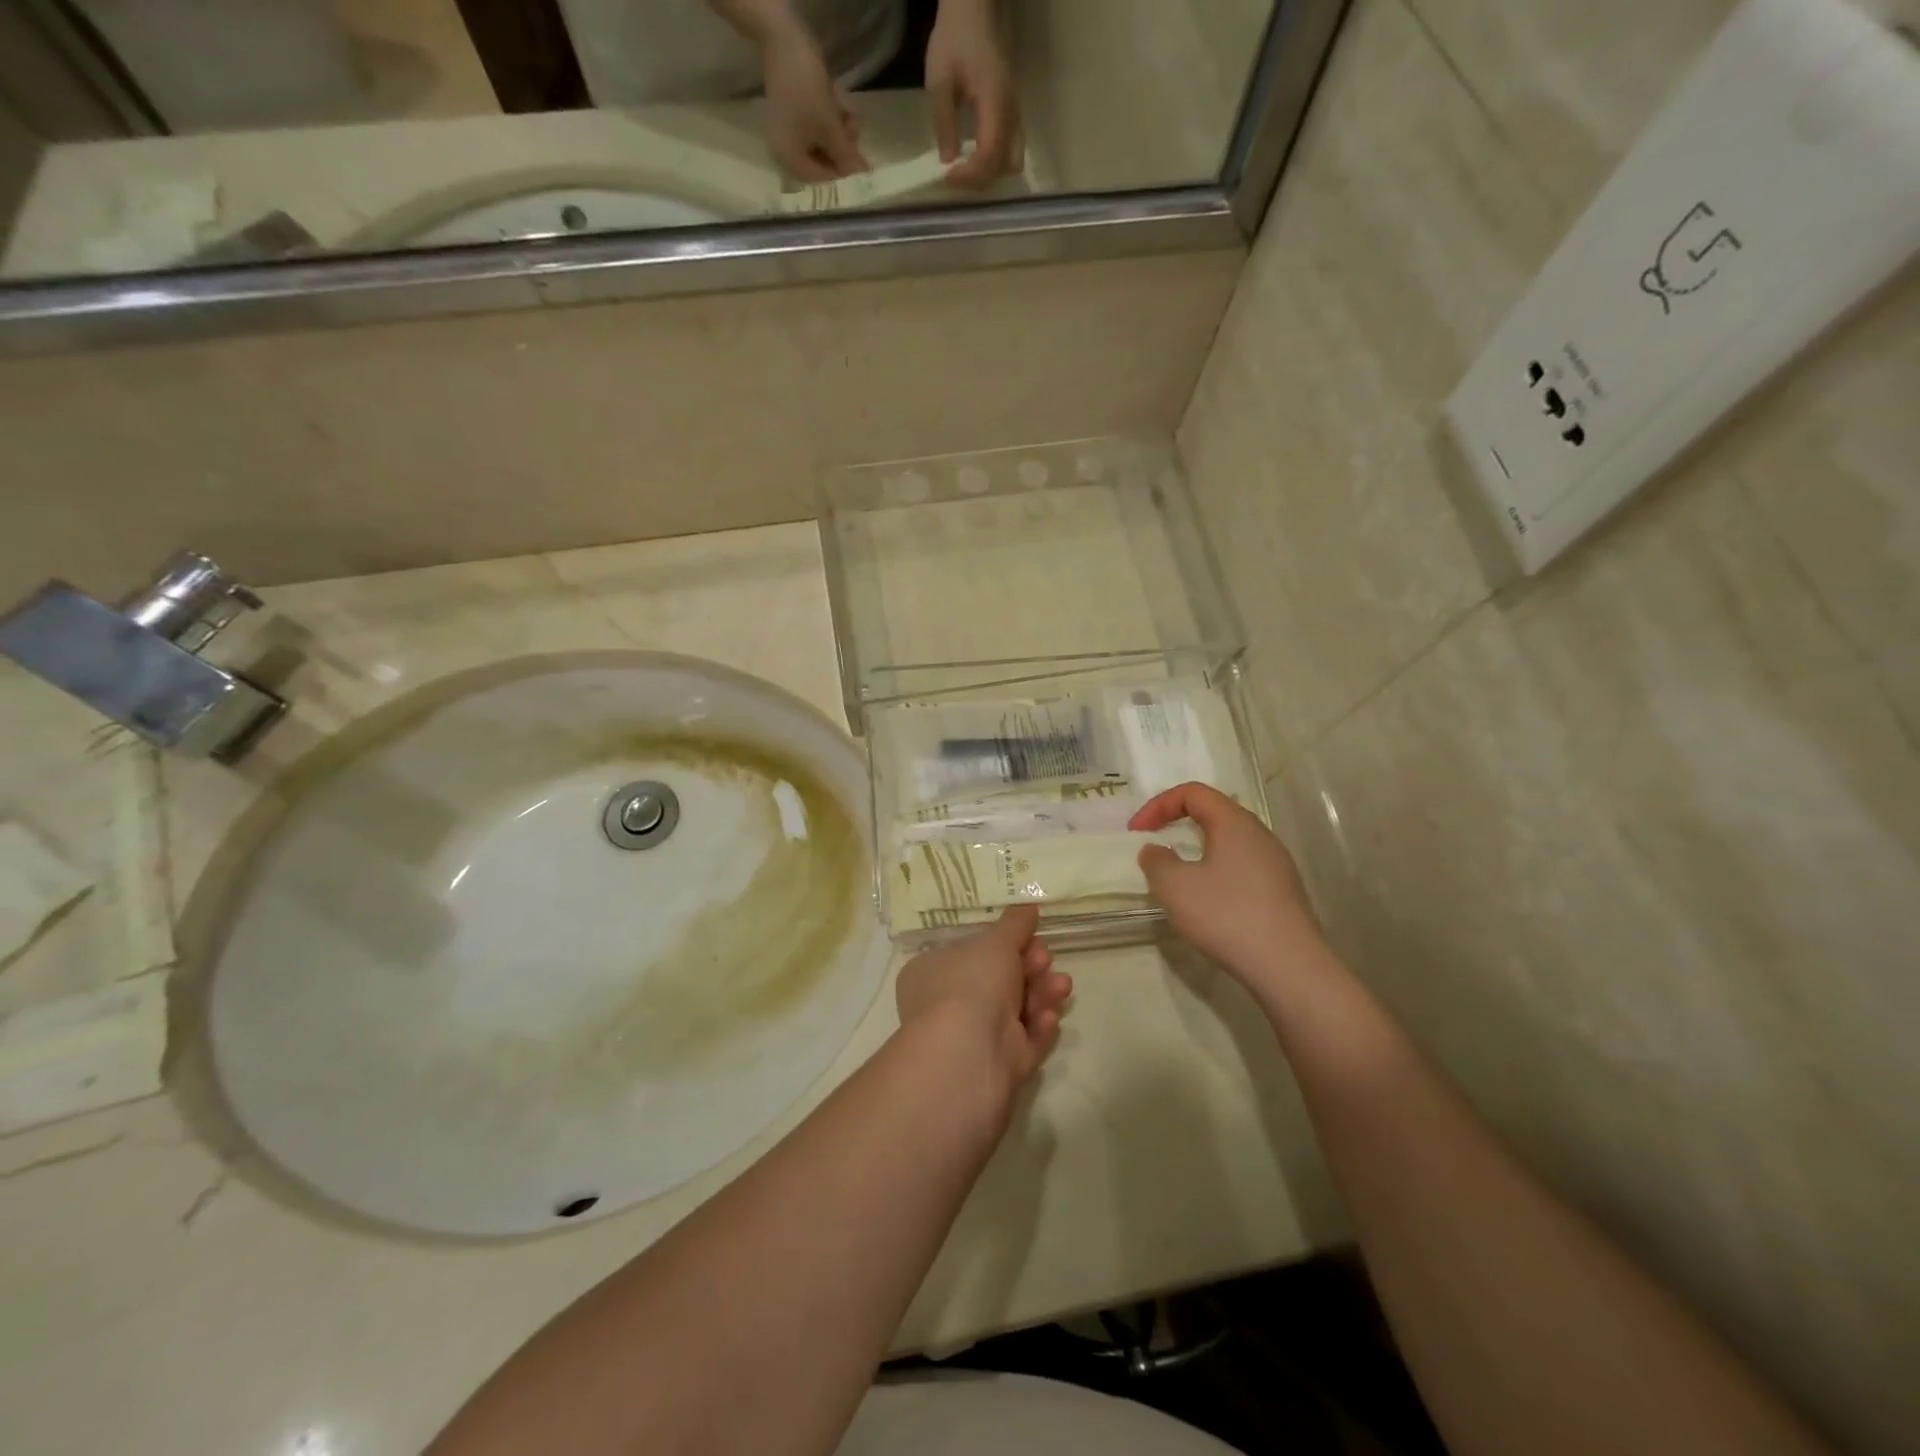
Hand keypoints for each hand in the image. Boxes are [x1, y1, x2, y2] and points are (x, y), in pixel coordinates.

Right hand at [760, 14, 868, 180]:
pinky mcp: (794, 114)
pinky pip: (816, 129)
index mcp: (789, 161)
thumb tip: (863, 177)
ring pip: (821, 145)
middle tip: (857, 138)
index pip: (822, 181)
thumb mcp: (831, 128)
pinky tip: (842, 111)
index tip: (863, 169)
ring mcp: (789, 132)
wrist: (784, 38)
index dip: (844, 176)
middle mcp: (785, 152)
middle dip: (842, 152)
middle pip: (822, 164)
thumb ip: (847, 157)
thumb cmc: (807, 90)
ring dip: (840, 136)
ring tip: (851, 120)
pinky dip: (830, 124)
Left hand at [895, 906, 1072, 1095]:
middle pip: (1000, 980)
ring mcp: (974, 1038)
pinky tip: (1048, 1018)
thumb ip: (1015, 924)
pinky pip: (1025, 1040)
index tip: (1030, 935)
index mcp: (933, 972)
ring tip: (1061, 986)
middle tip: (1045, 959)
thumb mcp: (996, 942)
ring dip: (1042, 993)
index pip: (971, 953)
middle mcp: (948, 1004)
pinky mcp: (998, 1066)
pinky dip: (1039, 1026)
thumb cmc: (972, 984)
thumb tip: (1027, 908)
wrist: (968, 1056)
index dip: (1004, 944)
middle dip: (1030, 967)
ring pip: (1017, 1009)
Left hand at [926, 0, 1023, 187]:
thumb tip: (947, 162)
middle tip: (954, 177)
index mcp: (995, 103)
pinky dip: (994, 163)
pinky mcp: (1012, 115)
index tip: (946, 178)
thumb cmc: (955, 39)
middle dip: (979, 179)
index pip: (989, 155)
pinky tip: (974, 158)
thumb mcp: (940, 81)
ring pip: (1012, 162)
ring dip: (990, 174)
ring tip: (965, 171)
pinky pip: (1010, 150)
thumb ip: (944, 124)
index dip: (969, 175)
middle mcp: (1011, 114)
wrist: (974, 10)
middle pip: (1005, 166)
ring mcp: (1015, 115)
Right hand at [1130, 783, 1325, 985]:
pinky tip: (1208, 903)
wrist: (1290, 968)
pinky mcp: (1283, 892)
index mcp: (1234, 823)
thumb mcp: (1175, 887)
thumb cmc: (1227, 916)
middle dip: (1177, 824)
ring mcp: (1276, 864)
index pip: (1193, 793)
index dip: (1158, 805)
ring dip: (1197, 851)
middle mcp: (1260, 835)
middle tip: (1154, 846)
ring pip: (1229, 842)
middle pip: (1214, 813)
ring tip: (1178, 876)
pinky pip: (1242, 868)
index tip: (1136, 833)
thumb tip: (1155, 850)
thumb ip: (1156, 861)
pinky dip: (1216, 872)